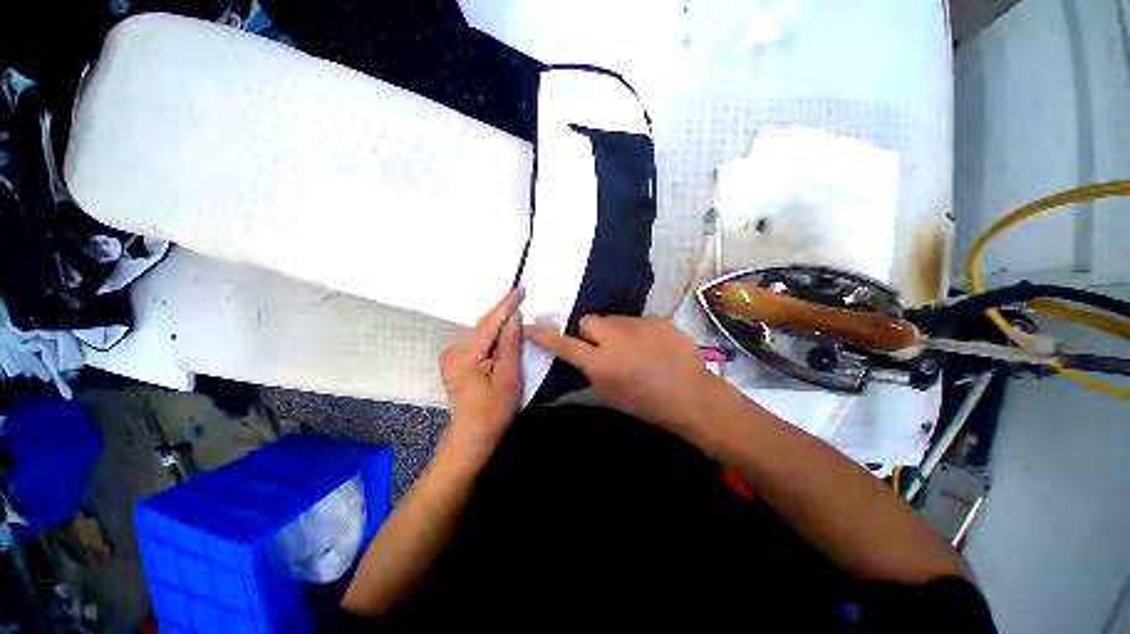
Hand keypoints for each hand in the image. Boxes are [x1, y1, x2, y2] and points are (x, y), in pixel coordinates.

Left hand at [440, 287, 523, 458]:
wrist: (472, 440)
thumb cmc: (493, 412)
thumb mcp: (507, 377)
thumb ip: (510, 345)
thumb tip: (514, 317)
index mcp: (465, 355)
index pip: (490, 323)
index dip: (506, 304)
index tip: (520, 287)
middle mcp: (454, 352)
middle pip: (485, 327)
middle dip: (504, 313)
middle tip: (523, 296)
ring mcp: (453, 358)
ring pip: (483, 335)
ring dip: (501, 325)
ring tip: (518, 310)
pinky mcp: (458, 364)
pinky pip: (480, 344)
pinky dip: (495, 337)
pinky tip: (506, 333)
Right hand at [524, 316, 726, 438]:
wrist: (691, 397)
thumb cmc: (646, 404)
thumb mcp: (609, 394)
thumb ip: (590, 372)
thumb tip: (581, 356)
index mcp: (601, 363)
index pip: (563, 344)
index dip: (544, 336)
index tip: (529, 327)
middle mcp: (615, 338)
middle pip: (589, 320)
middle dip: (590, 331)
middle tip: (603, 346)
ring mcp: (639, 325)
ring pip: (614, 319)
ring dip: (616, 331)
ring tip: (633, 348)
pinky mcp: (659, 319)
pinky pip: (638, 321)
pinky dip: (638, 332)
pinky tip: (653, 346)